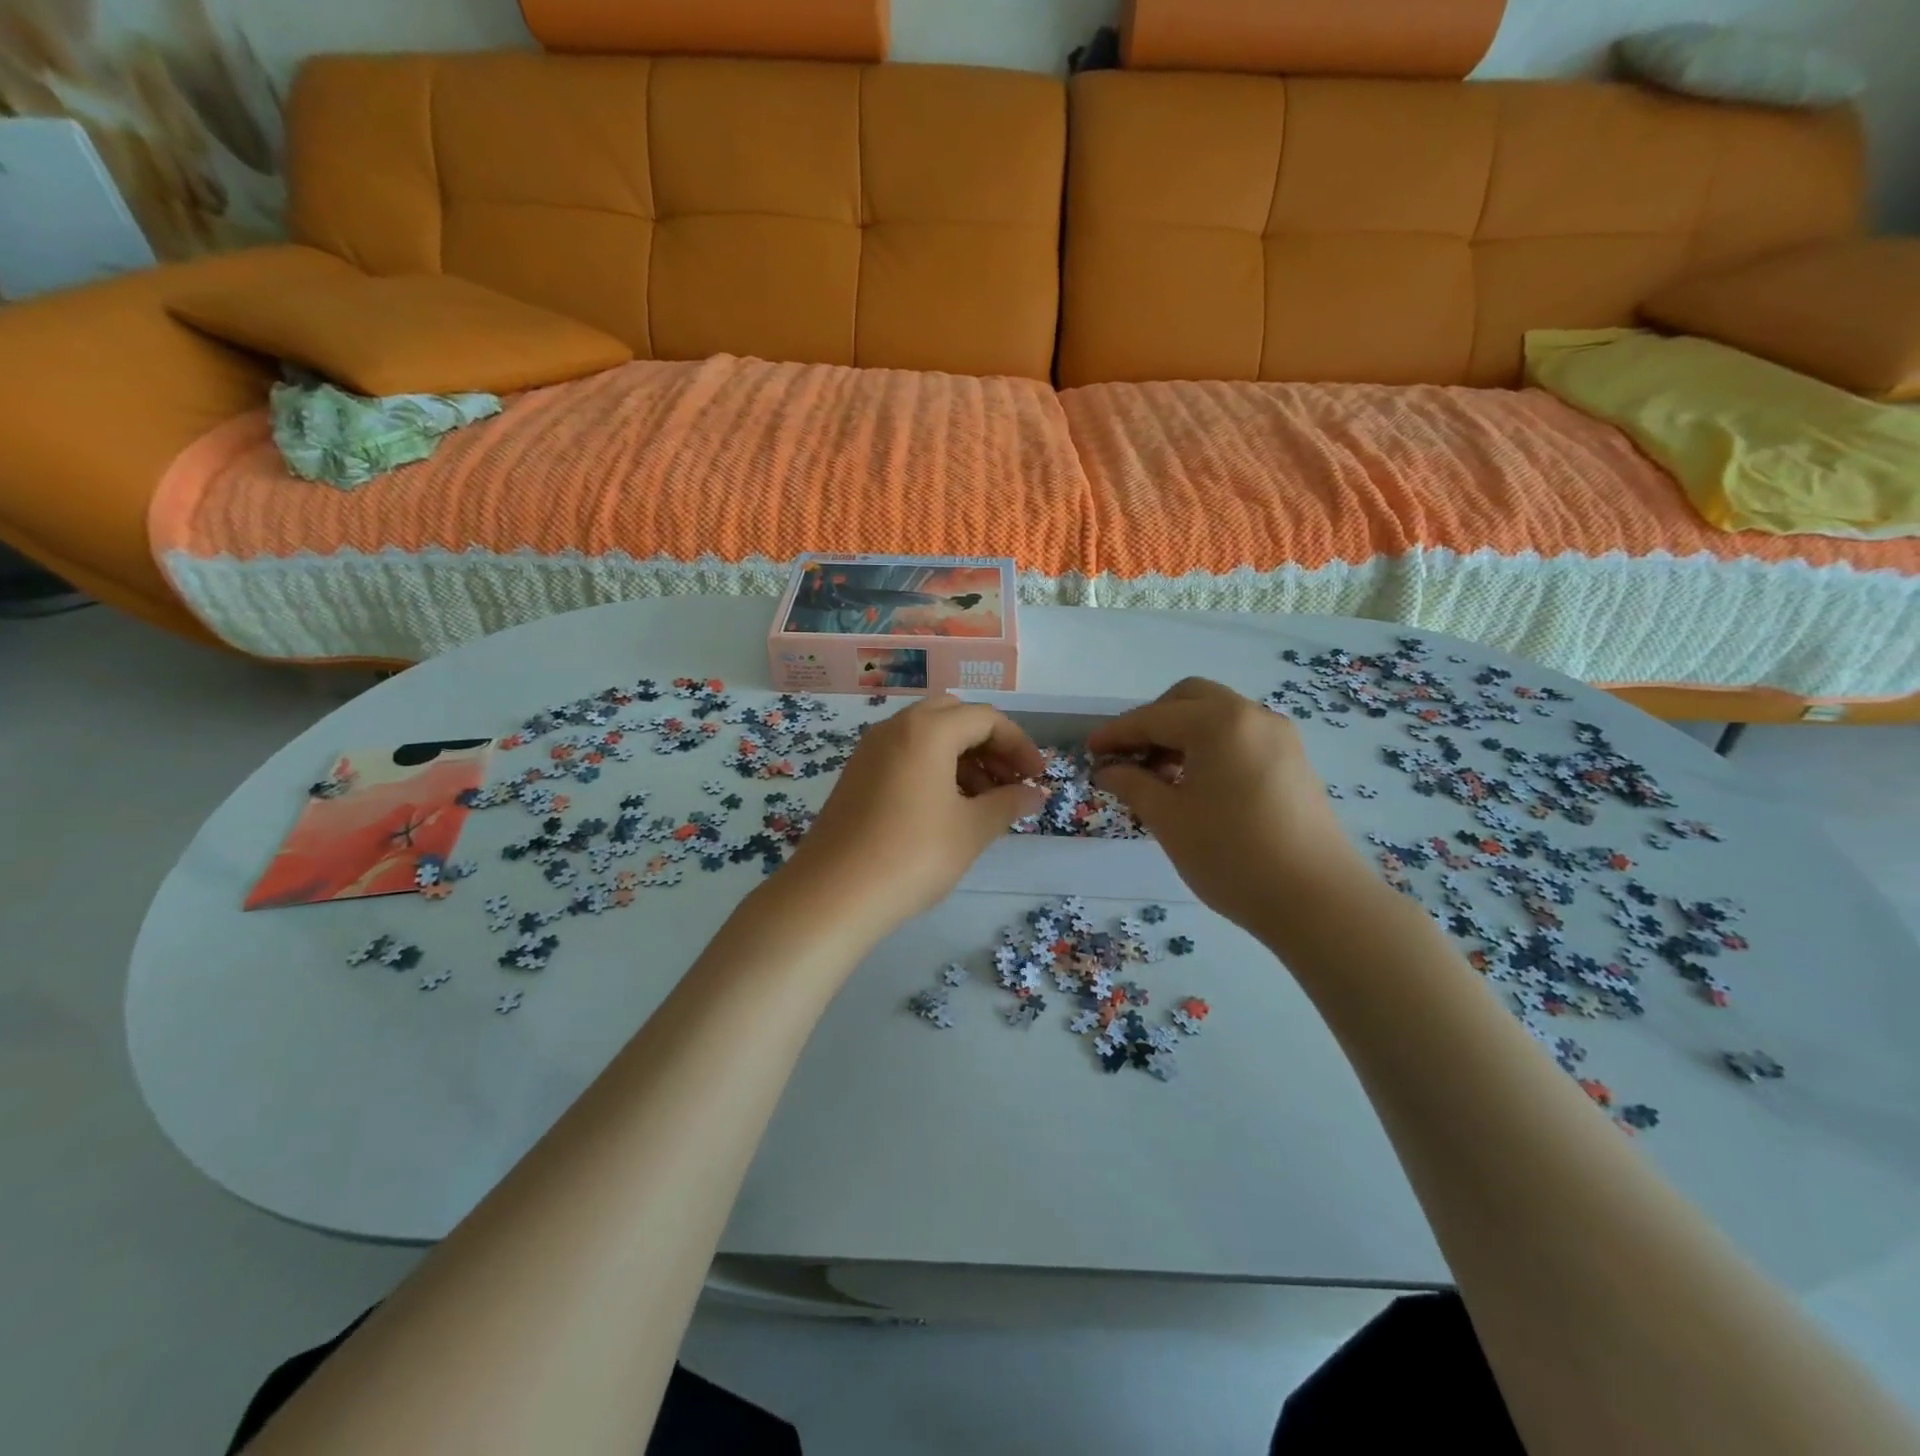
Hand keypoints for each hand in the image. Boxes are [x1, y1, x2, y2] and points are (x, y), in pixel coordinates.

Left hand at [782, 695, 1045, 937]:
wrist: (833, 894)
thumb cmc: (913, 856)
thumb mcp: (971, 830)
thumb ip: (1008, 803)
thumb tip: (1036, 794)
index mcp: (927, 730)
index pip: (986, 718)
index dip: (1019, 745)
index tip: (1037, 778)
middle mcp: (895, 728)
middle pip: (953, 717)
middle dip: (988, 744)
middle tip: (1009, 781)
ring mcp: (870, 751)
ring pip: (926, 735)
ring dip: (961, 757)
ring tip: (983, 801)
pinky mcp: (856, 775)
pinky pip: (904, 755)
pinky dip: (933, 768)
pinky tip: (946, 808)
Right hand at [1089, 678, 1362, 934]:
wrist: (1317, 900)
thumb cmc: (1231, 855)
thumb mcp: (1169, 819)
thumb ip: (1133, 785)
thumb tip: (1107, 770)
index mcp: (1219, 722)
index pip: (1154, 717)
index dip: (1116, 733)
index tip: (1090, 750)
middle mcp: (1252, 716)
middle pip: (1190, 699)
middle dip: (1153, 721)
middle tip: (1129, 757)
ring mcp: (1279, 737)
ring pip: (1218, 715)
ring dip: (1182, 733)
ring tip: (1159, 776)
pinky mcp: (1293, 761)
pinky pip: (1240, 736)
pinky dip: (1210, 746)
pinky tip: (1196, 784)